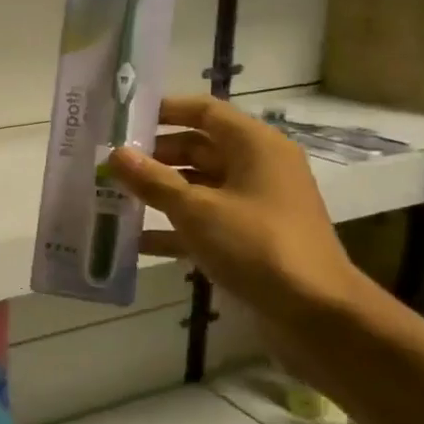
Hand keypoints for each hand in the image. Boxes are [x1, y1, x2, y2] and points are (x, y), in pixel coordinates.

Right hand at [106, 96, 365, 324]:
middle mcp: (257, 167)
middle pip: (198, 148)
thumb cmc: (256, 245)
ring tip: (112, 196)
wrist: (315, 312)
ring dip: (159, 192)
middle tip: (108, 162)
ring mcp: (255, 204)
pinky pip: (205, 221)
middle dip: (153, 156)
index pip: (204, 111)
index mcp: (254, 145)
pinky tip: (134, 240)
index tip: (123, 119)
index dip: (164, 110)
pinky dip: (174, 227)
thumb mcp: (196, 210)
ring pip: (198, 186)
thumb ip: (153, 181)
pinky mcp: (250, 237)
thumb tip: (115, 154)